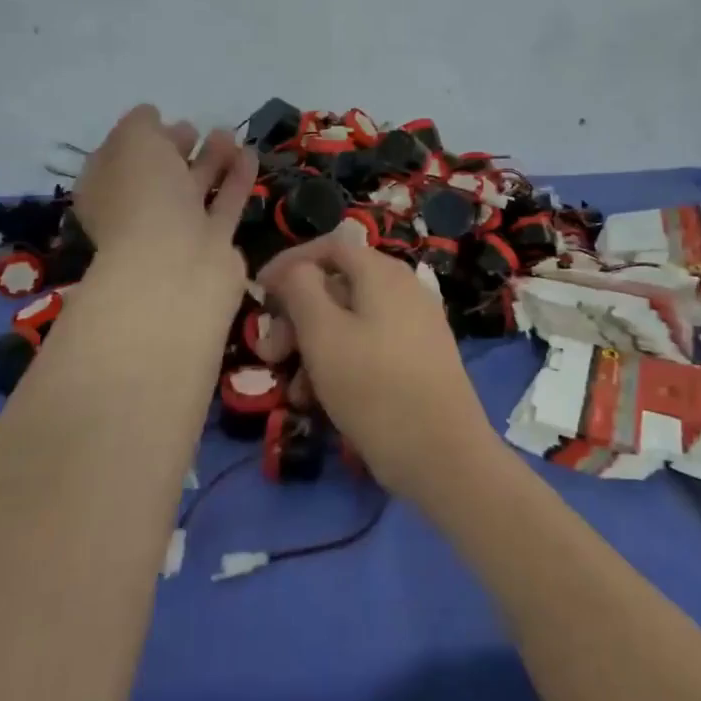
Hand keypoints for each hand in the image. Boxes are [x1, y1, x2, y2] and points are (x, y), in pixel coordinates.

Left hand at [72, 105, 255, 334]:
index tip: (161, 116)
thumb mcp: (133, 142)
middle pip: (158, 175)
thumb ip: (141, 124)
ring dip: (211, 160)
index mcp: (106, 189)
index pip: (118, 158)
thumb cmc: (144, 197)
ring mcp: (176, 230)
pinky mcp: (212, 243)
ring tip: (228, 134)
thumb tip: (150, 116)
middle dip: (175, 148)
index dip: (138, 136)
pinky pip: (225, 204)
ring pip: (194, 189)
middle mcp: (137, 211)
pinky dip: (237, 179)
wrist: (176, 266)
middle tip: (194, 127)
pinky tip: (249, 153)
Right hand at [261, 235, 501, 505]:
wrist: (442, 454)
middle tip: (271, 353)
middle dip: (296, 316)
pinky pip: (368, 347)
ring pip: (348, 322)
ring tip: (293, 390)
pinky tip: (320, 401)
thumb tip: (295, 270)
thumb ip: (301, 289)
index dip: (289, 263)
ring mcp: (414, 325)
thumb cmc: (374, 386)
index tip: (259, 292)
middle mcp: (403, 289)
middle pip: (337, 286)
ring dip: (312, 348)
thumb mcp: (323, 333)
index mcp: (382, 273)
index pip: (329, 246)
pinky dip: (339, 364)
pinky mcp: (417, 359)